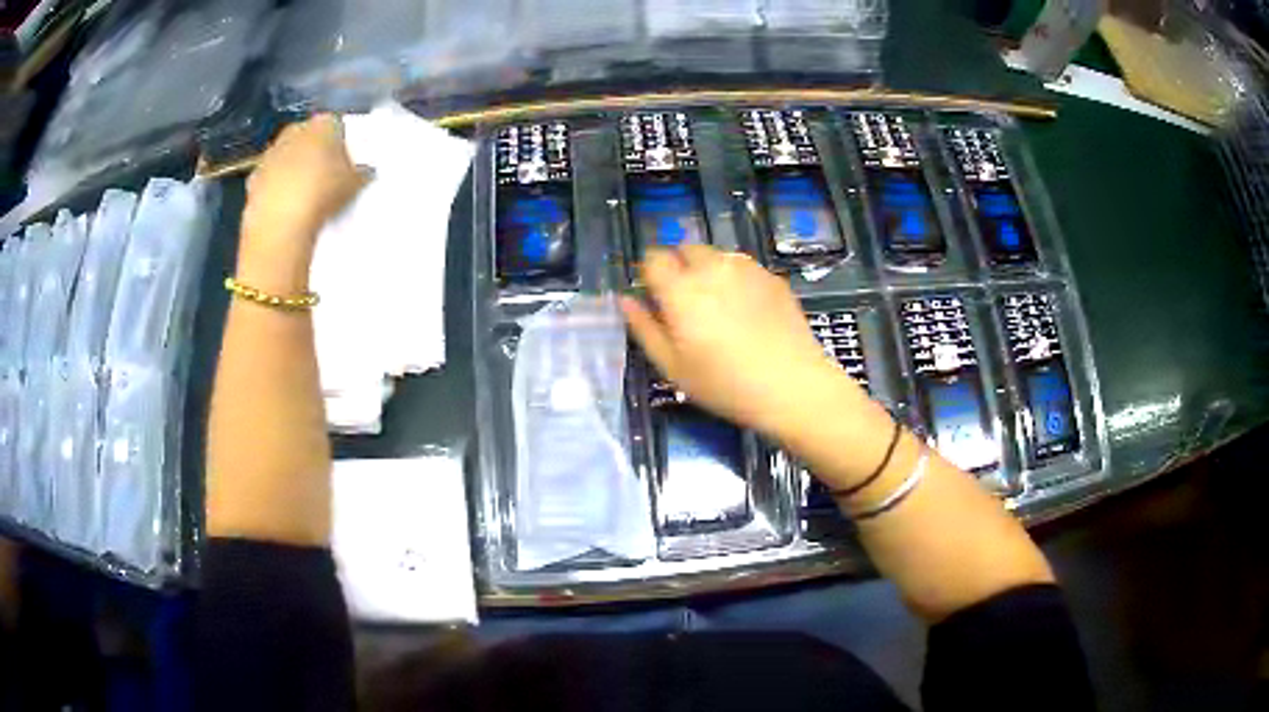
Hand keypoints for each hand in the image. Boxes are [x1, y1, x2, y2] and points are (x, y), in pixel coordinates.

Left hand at [239, 115, 368, 291]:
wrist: (280, 223)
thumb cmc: (324, 193)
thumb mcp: (355, 183)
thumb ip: (361, 172)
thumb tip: (365, 170)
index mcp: (323, 123)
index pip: (336, 124)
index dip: (341, 141)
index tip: (345, 160)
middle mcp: (295, 130)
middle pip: (307, 136)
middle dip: (313, 151)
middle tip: (324, 174)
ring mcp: (270, 153)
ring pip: (286, 156)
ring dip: (292, 169)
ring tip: (303, 194)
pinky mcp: (252, 179)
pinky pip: (269, 179)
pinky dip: (275, 189)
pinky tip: (284, 207)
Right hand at [622, 245, 863, 439]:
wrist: (792, 386)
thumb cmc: (725, 385)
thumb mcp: (673, 367)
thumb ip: (644, 328)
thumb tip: (625, 300)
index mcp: (680, 290)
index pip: (653, 258)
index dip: (650, 274)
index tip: (656, 298)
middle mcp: (711, 268)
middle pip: (685, 249)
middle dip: (680, 267)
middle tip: (688, 304)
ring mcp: (746, 268)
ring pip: (716, 255)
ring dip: (709, 270)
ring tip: (720, 307)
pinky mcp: (772, 276)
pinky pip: (744, 266)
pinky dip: (737, 278)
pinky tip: (748, 311)